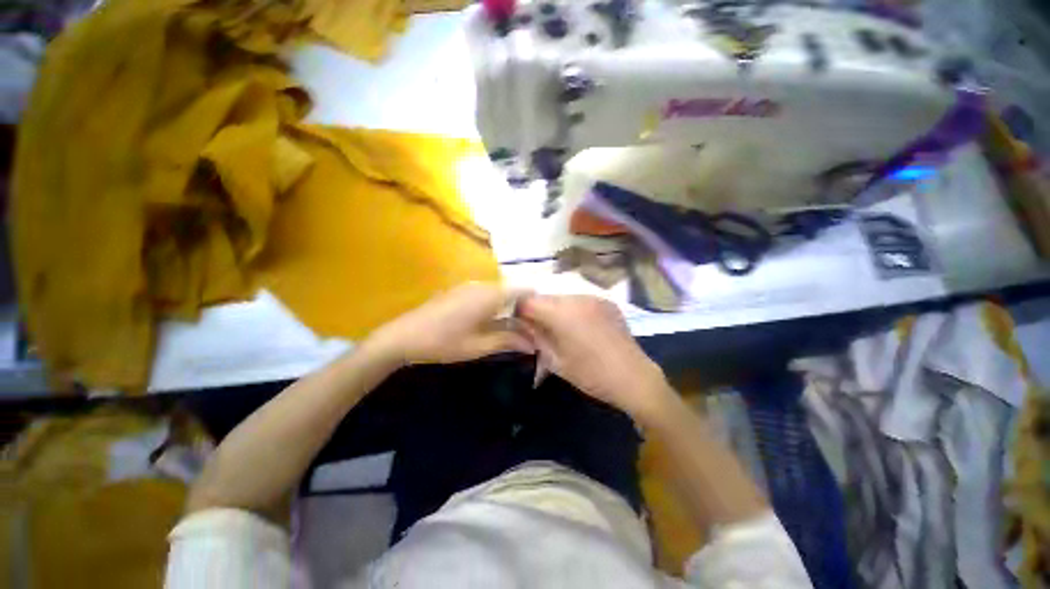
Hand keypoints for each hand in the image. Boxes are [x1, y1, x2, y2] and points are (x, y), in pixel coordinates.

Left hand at [366, 282, 533, 365]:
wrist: (402, 336)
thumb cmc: (443, 342)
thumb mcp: (478, 346)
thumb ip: (508, 340)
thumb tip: (533, 344)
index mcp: (490, 295)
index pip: (523, 289)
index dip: (536, 302)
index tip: (541, 319)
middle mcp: (482, 284)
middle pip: (512, 290)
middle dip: (523, 307)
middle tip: (529, 328)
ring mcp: (469, 286)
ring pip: (499, 291)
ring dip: (509, 306)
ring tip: (512, 327)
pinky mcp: (460, 290)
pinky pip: (486, 293)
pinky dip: (495, 305)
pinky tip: (491, 321)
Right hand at [517, 294, 671, 421]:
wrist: (634, 377)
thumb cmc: (591, 374)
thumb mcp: (555, 361)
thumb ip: (536, 338)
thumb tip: (522, 325)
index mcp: (561, 313)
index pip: (527, 300)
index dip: (519, 312)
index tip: (521, 326)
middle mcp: (576, 298)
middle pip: (545, 298)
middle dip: (538, 312)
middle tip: (541, 331)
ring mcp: (593, 298)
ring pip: (562, 299)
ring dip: (556, 311)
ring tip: (563, 331)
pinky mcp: (606, 302)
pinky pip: (581, 301)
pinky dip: (574, 311)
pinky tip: (582, 329)